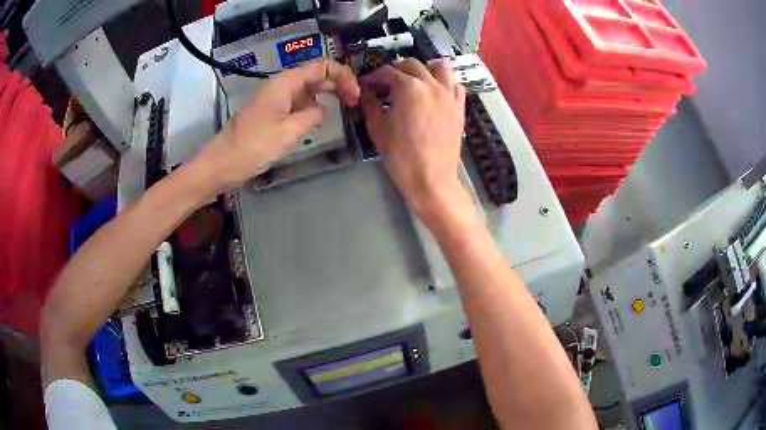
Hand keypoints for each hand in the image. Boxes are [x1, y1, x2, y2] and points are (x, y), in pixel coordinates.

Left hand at [198, 59, 360, 188]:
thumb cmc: (253, 147)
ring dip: (326, 95)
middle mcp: (281, 85)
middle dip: (338, 84)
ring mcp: (275, 99)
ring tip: (343, 109)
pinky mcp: (271, 112)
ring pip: (307, 89)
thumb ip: (312, 116)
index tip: (355, 96)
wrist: (221, 164)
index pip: (322, 66)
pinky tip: (318, 120)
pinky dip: (311, 107)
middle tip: (354, 103)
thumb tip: (322, 109)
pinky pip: (297, 103)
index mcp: (286, 83)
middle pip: (316, 75)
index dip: (343, 76)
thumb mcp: (289, 132)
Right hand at [360, 58, 466, 221]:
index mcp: (408, 87)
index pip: (387, 72)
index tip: (367, 84)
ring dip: (425, 69)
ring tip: (416, 80)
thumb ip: (370, 105)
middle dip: (396, 69)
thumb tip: (364, 93)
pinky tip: (436, 94)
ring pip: (440, 67)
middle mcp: (431, 84)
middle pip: (412, 64)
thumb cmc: (400, 155)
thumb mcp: (378, 129)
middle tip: (387, 83)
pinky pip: (455, 85)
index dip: (374, 76)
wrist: (431, 179)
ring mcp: (448, 94)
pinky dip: (445, 84)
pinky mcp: (459, 107)